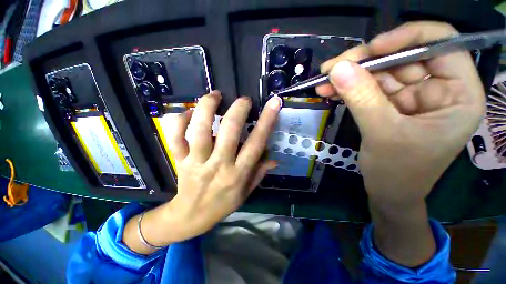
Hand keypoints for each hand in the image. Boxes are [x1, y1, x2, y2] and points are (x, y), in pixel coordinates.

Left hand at [123, 91, 280, 253]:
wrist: (192, 216)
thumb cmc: (223, 203)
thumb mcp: (247, 191)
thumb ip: (260, 172)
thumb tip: (275, 159)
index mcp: (238, 173)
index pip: (256, 144)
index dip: (267, 121)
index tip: (274, 103)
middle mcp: (219, 165)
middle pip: (229, 132)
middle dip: (238, 110)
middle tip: (243, 100)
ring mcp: (197, 162)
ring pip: (199, 130)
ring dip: (206, 108)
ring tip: (214, 95)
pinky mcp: (180, 160)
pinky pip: (176, 137)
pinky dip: (179, 120)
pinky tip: (188, 112)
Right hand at [317, 21, 484, 207]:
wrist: (387, 192)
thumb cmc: (398, 172)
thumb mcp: (382, 134)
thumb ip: (361, 98)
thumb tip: (338, 68)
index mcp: (458, 94)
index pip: (442, 44)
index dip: (408, 38)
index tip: (372, 48)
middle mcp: (437, 89)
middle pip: (402, 57)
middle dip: (364, 61)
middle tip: (332, 67)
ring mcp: (411, 96)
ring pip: (379, 73)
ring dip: (349, 76)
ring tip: (323, 80)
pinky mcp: (390, 104)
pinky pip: (367, 88)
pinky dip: (347, 88)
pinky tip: (329, 90)